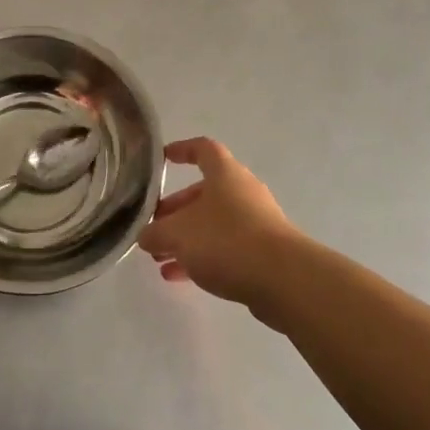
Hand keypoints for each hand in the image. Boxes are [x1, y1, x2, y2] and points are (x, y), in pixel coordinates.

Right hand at [138, 138, 300, 310]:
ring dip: (185, 238)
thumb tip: (145, 236)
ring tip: (160, 260)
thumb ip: (156, 233)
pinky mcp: (263, 252)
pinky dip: (202, 257)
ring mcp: (256, 222)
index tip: (162, 160)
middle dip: (175, 210)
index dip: (181, 151)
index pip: (202, 149)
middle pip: (203, 193)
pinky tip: (180, 278)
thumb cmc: (227, 241)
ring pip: (213, 223)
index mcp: (224, 173)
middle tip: (153, 228)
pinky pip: (225, 247)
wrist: (284, 280)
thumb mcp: (178, 235)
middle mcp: (242, 191)